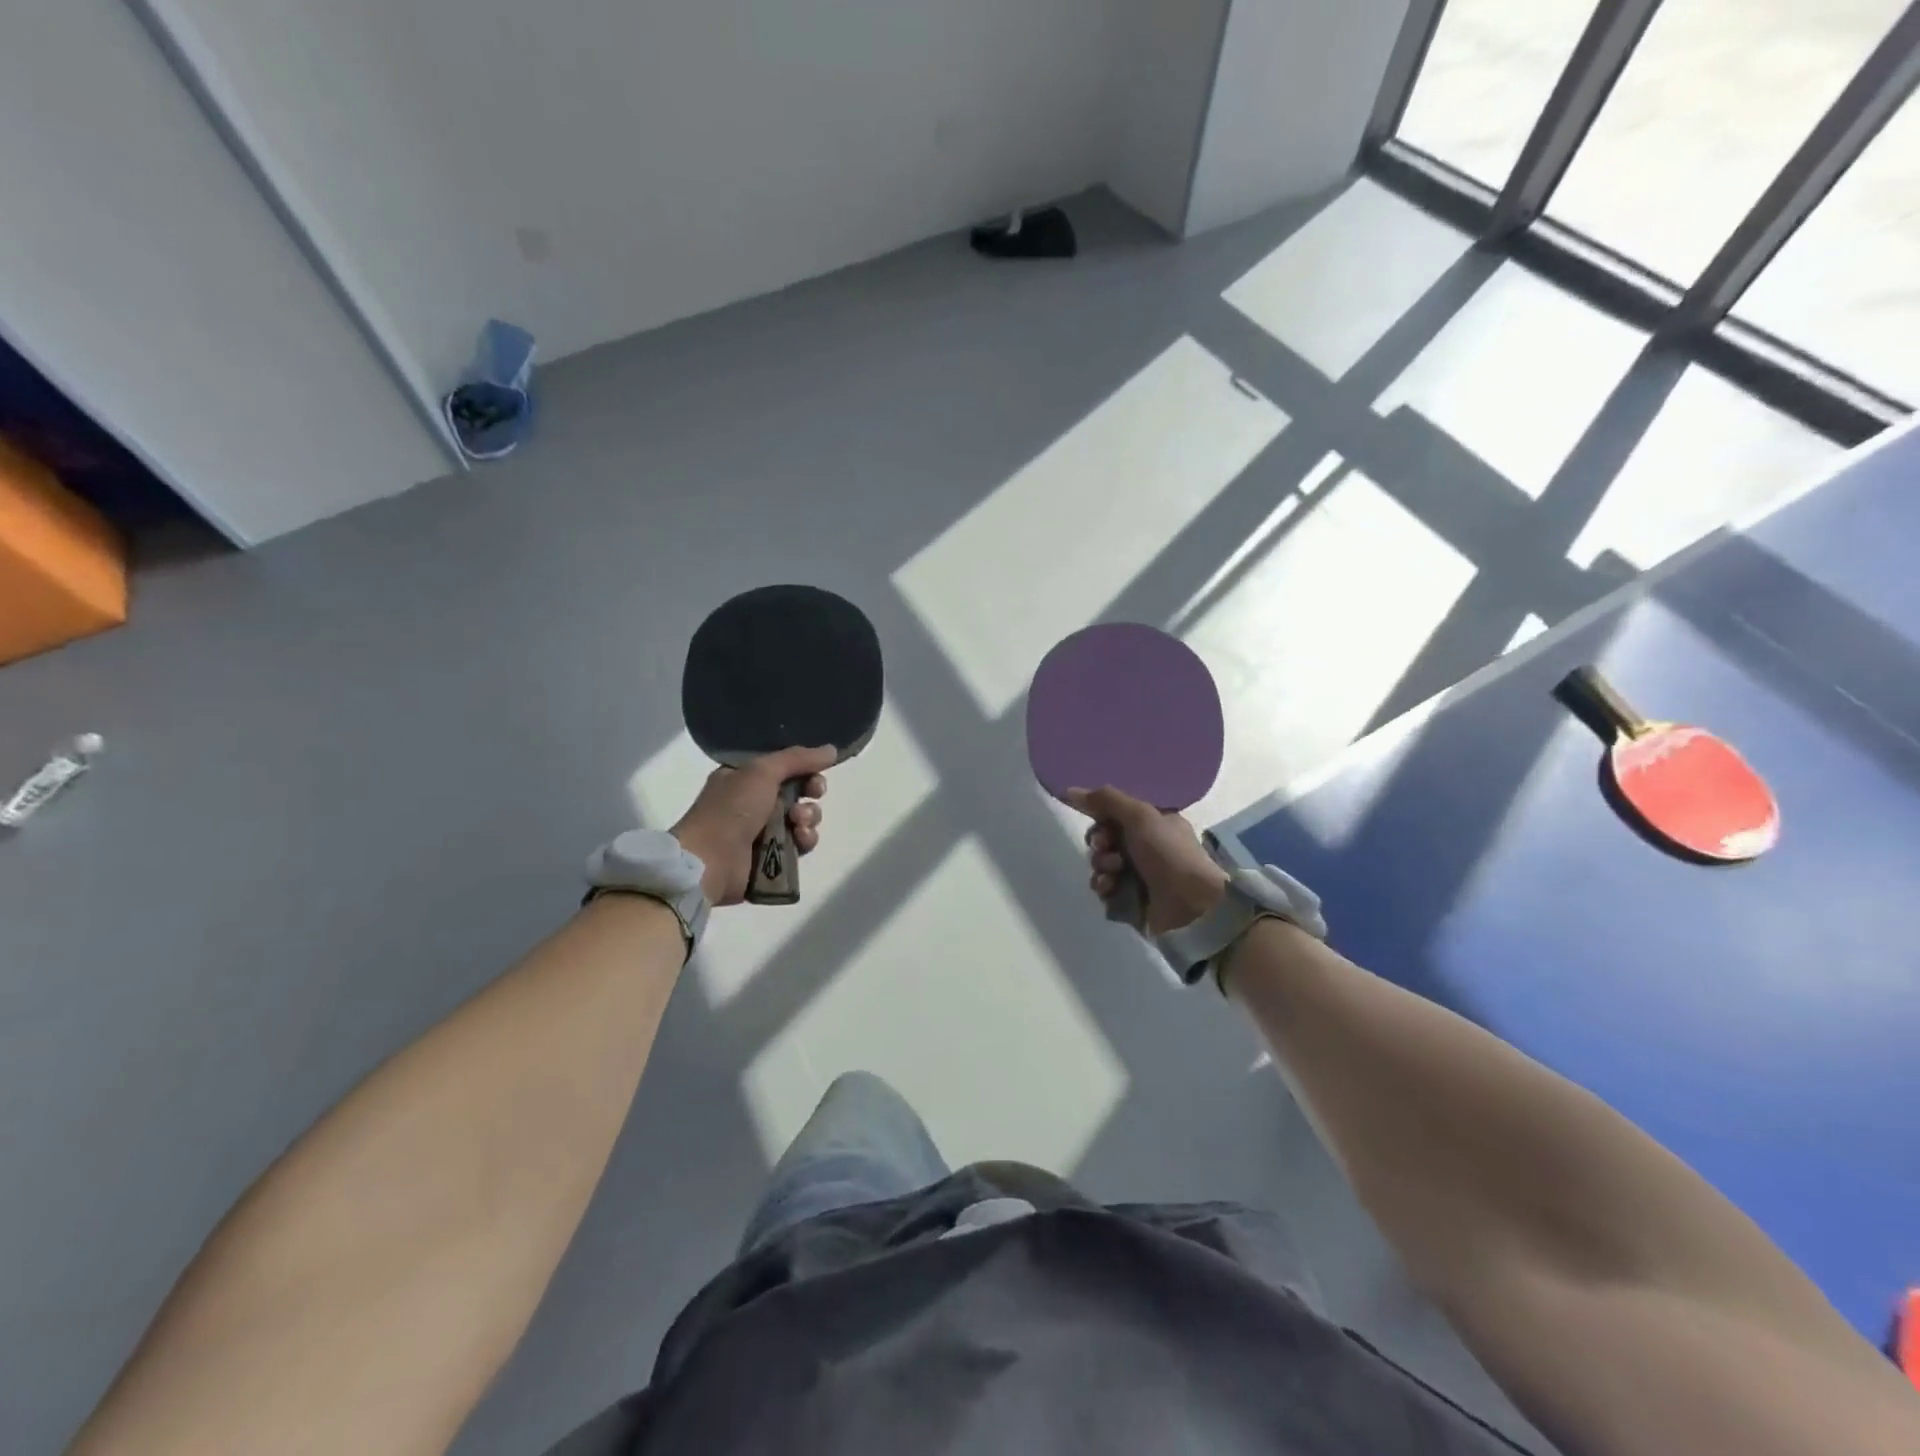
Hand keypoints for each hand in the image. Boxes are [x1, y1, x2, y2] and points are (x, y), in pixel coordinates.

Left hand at [672, 746, 835, 905]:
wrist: (710, 861)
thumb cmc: (731, 809)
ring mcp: (762, 831)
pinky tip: (800, 839)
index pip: (784, 767)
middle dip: (811, 791)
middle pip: (798, 791)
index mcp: (744, 778)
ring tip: (798, 823)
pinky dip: (805, 840)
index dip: (804, 768)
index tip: (815, 771)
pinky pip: (800, 844)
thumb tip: (832, 749)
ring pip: (802, 818)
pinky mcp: (772, 857)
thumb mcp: (762, 772)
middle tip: (813, 794)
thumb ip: (798, 758)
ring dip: (809, 817)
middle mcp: (753, 802)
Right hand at [1066, 785, 1229, 935]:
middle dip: (1100, 842)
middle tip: (1106, 847)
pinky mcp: (1130, 899)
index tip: (1099, 821)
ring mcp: (1138, 874)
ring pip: (1101, 863)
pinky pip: (1104, 888)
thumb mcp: (1140, 816)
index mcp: (1153, 823)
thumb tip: (1071, 790)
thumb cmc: (1168, 853)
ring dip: (1102, 865)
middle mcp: (1145, 847)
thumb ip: (1106, 800)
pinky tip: (1112, 888)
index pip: (1115, 814)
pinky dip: (1105, 887)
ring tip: (1116, 873)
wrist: (1190, 905)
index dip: (1102, 817)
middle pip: (1104, 838)